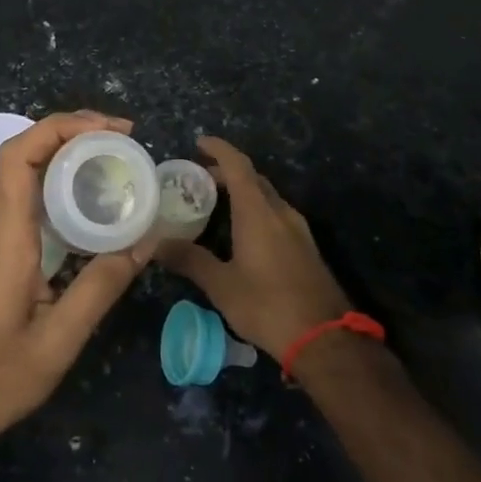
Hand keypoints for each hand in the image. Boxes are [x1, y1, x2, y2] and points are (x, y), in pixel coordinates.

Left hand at [0, 111, 152, 454]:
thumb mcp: (56, 343)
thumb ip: (99, 288)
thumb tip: (144, 241)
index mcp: (5, 236)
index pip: (21, 155)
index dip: (63, 126)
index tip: (110, 129)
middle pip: (21, 154)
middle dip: (71, 133)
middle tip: (121, 141)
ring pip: (18, 174)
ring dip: (61, 156)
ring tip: (109, 164)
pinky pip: (17, 198)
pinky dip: (51, 183)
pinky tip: (80, 207)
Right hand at [156, 136, 351, 357]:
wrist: (325, 339)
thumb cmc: (268, 305)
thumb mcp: (222, 285)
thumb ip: (190, 260)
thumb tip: (155, 244)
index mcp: (258, 212)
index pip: (238, 165)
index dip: (219, 149)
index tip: (199, 142)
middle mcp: (280, 212)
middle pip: (253, 178)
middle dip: (227, 172)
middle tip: (199, 179)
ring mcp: (298, 229)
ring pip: (267, 197)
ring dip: (243, 192)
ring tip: (217, 204)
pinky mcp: (306, 248)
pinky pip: (277, 215)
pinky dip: (256, 210)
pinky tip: (243, 233)